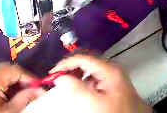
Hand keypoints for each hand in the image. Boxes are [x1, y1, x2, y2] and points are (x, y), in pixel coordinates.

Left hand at [0, 63, 43, 112]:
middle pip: (7, 69)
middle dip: (21, 79)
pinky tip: (7, 94)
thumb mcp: (11, 112)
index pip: (15, 70)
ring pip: (0, 72)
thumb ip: (26, 98)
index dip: (30, 78)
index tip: (40, 87)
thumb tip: (41, 90)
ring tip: (21, 94)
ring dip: (12, 81)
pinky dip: (3, 82)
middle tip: (32, 91)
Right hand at [24, 55, 151, 112]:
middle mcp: (112, 69)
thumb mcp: (94, 100)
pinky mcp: (112, 84)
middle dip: (70, 69)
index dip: (65, 64)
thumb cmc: (114, 110)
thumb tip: (60, 77)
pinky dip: (83, 81)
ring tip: (65, 83)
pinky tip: (79, 88)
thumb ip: (76, 87)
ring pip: (90, 70)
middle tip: (57, 78)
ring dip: (76, 75)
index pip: (83, 58)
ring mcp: (113, 76)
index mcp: (109, 70)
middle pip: (86, 62)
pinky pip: (94, 78)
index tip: (53, 73)